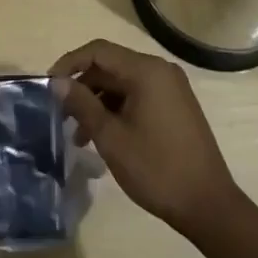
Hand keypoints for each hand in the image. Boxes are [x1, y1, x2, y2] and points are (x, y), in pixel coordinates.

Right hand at [50, 39, 238, 237]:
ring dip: (98, 102)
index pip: (98, 51)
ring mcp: (171, 88)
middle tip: (60, 114)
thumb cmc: (156, 169)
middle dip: (83, 87)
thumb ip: (82, 104)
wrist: (208, 206)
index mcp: (146, 71)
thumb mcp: (111, 137)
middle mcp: (160, 70)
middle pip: (110, 66)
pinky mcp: (175, 106)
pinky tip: (103, 137)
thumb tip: (57, 82)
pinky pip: (137, 96)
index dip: (69, 63)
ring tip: (78, 135)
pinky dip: (117, 110)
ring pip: (122, 83)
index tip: (48, 86)